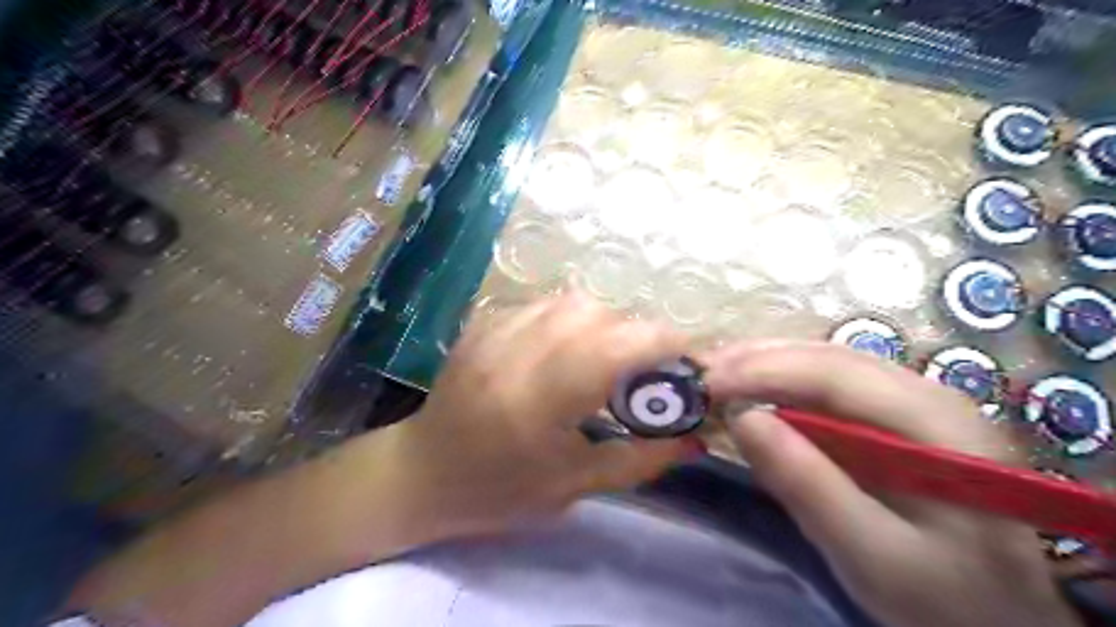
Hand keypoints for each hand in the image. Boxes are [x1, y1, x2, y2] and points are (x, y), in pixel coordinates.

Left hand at [390, 296, 689, 536]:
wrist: (422, 473)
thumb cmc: (498, 491)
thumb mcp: (574, 487)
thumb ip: (640, 459)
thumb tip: (696, 440)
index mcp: (538, 400)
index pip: (614, 347)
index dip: (662, 342)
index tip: (688, 359)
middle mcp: (515, 352)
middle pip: (595, 313)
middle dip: (634, 333)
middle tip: (643, 368)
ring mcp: (494, 330)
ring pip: (570, 300)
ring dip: (603, 322)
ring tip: (605, 357)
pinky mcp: (483, 322)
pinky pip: (543, 303)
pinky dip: (570, 318)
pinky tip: (566, 348)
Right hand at [704, 344, 1081, 626]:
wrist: (996, 618)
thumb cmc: (943, 597)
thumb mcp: (872, 556)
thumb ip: (809, 486)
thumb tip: (741, 418)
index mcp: (938, 423)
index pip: (837, 373)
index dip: (765, 370)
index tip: (706, 383)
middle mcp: (926, 393)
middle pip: (828, 356)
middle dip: (757, 360)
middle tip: (700, 374)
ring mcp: (908, 400)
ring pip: (823, 362)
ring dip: (764, 364)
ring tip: (714, 374)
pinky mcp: (888, 416)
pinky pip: (824, 385)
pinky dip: (778, 382)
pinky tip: (748, 389)